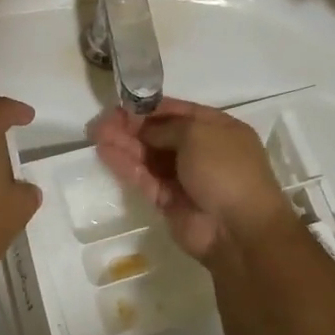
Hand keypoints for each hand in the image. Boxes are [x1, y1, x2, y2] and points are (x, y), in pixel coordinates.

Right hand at [90, 98, 292, 261]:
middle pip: (160, 134)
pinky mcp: (169, 202)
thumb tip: (143, 129)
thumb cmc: (225, 170)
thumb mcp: (198, 134)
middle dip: (132, 126)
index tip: (123, 104)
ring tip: (96, 134)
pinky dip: (127, 166)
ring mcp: (185, 178)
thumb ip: (166, 127)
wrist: (238, 229)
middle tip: (102, 121)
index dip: (150, 107)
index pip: (179, 112)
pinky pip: (145, 179)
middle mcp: (202, 152)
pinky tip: (106, 153)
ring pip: (150, 157)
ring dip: (124, 144)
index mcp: (218, 129)